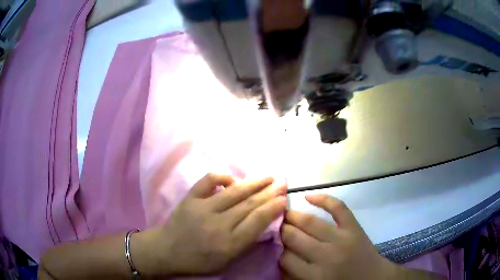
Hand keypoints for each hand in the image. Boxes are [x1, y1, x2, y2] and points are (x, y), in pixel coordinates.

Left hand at [134, 173, 287, 276]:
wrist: (167, 250)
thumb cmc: (199, 260)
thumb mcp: (227, 261)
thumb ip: (245, 243)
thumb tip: (262, 222)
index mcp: (229, 244)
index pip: (257, 222)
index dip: (273, 208)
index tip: (284, 198)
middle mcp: (218, 225)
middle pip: (249, 205)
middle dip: (269, 192)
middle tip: (283, 182)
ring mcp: (203, 209)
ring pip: (234, 192)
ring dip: (254, 182)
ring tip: (269, 176)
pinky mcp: (190, 199)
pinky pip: (208, 181)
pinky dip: (222, 176)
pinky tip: (234, 179)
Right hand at [279, 194, 397, 279]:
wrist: (373, 277)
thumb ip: (295, 276)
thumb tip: (277, 258)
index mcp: (315, 276)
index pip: (284, 258)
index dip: (275, 248)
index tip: (269, 241)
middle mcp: (326, 256)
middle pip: (294, 237)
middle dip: (280, 229)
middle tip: (271, 224)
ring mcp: (342, 238)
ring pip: (311, 222)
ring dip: (293, 215)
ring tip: (283, 212)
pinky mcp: (354, 227)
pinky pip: (338, 208)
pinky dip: (323, 199)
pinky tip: (308, 196)